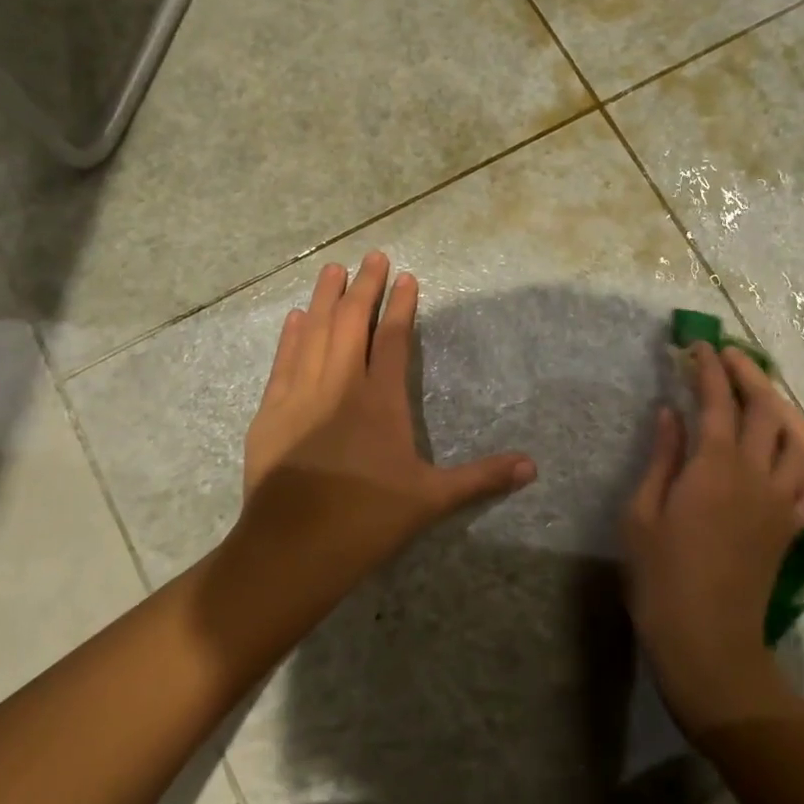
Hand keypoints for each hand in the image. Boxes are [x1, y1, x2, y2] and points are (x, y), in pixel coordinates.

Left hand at [238, 252, 536, 586]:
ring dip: (325, 299)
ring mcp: (300, 395)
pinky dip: (291, 335)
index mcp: (381, 400)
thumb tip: (533, 467)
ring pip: (314, 333)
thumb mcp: (432, 499)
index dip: (399, 305)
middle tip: (371, 255)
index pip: (391, 338)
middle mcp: (340, 386)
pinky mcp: (270, 413)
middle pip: (351, 324)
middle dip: (363, 287)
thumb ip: (481, 477)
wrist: (293, 548)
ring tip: (333, 269)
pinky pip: (283, 362)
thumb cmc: (368, 520)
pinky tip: (295, 316)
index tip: (405, 277)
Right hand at [621, 344, 803, 731]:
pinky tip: (789, 449)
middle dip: (749, 373)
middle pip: (766, 408)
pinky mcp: (792, 527)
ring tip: (761, 392)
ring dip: (781, 406)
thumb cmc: (661, 577)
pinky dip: (803, 456)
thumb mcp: (642, 513)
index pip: (719, 401)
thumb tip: (669, 413)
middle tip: (728, 356)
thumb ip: (662, 457)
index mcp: (714, 467)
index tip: (697, 347)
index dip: (709, 369)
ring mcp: (781, 501)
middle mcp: (756, 474)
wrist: (708, 643)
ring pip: (797, 438)